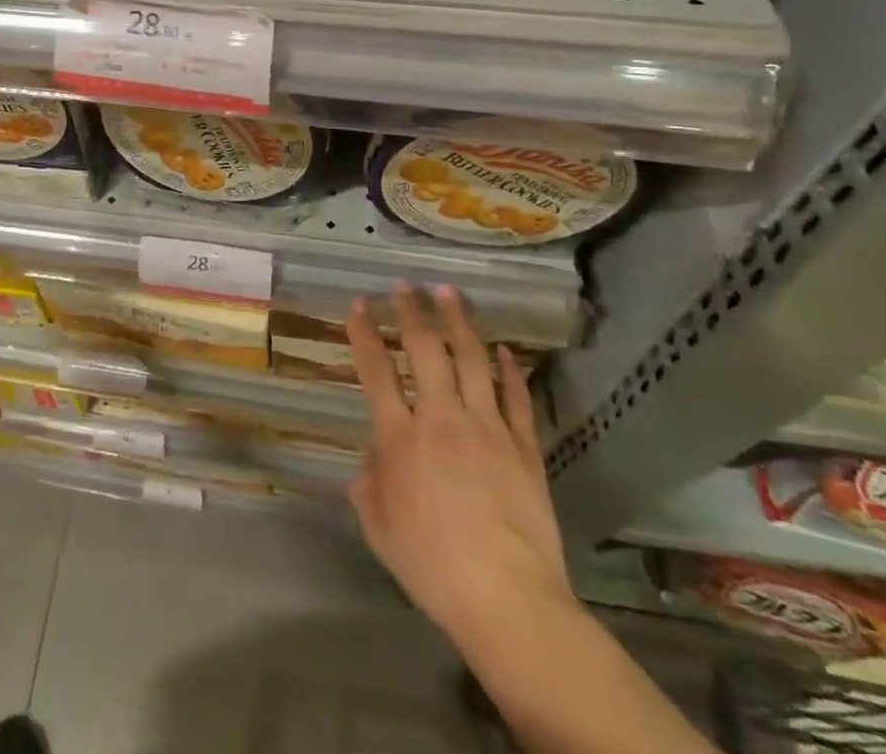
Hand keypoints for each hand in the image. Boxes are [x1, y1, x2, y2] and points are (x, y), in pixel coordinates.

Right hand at [346, 283, 572, 654]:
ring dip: (459, 322)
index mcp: (400, 437)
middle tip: (406, 286)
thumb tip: (376, 456)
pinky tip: (504, 350)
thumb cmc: (432, 566)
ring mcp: (488, 429)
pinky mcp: (524, 447)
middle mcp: (441, 419)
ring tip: (450, 293)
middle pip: (426, 350)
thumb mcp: (378, 528)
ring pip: (472, 360)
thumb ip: (369, 482)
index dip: (365, 333)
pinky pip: (516, 398)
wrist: (508, 600)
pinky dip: (510, 371)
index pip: (376, 370)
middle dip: (413, 312)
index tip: (360, 304)